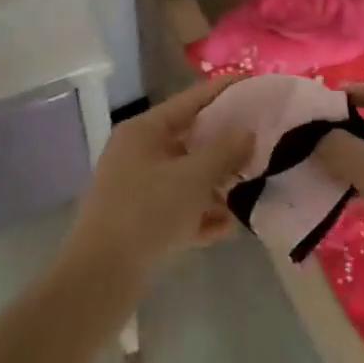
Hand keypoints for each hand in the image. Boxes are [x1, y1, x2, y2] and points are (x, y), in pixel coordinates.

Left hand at [62, 77, 253, 290]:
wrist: (100, 279)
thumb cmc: (146, 214)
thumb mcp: (193, 179)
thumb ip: (225, 152)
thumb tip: (248, 133)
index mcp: (144, 131)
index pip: (191, 99)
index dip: (224, 90)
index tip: (255, 83)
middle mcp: (139, 153)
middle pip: (191, 139)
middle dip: (226, 145)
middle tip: (263, 141)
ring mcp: (138, 188)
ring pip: (187, 176)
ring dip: (218, 184)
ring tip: (253, 189)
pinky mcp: (141, 221)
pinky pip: (180, 208)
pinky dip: (202, 214)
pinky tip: (229, 227)